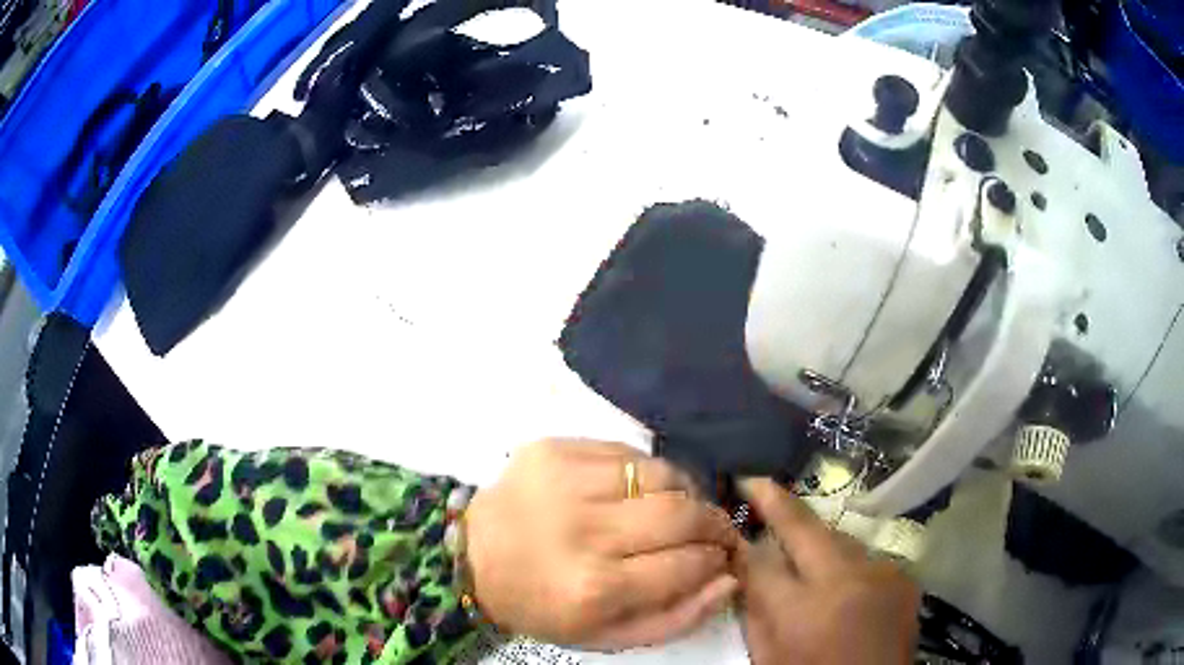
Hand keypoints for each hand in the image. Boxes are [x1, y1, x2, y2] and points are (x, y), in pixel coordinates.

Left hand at [464, 439, 739, 648]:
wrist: (475, 559)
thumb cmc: (545, 605)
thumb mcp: (609, 636)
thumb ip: (678, 617)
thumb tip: (730, 579)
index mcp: (594, 587)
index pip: (688, 563)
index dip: (717, 558)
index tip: (722, 557)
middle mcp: (582, 530)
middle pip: (681, 513)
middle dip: (713, 522)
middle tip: (715, 530)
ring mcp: (565, 481)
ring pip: (660, 473)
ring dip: (685, 491)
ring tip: (680, 507)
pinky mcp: (551, 449)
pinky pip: (626, 451)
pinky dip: (646, 471)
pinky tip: (640, 490)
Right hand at [737, 479, 920, 664]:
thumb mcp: (769, 657)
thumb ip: (754, 610)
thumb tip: (745, 566)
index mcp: (803, 611)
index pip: (762, 561)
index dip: (743, 539)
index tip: (734, 510)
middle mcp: (848, 580)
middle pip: (808, 528)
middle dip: (780, 504)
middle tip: (758, 482)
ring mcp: (883, 574)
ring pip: (840, 538)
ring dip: (817, 540)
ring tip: (803, 547)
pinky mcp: (904, 577)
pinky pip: (866, 558)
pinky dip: (848, 563)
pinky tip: (842, 580)